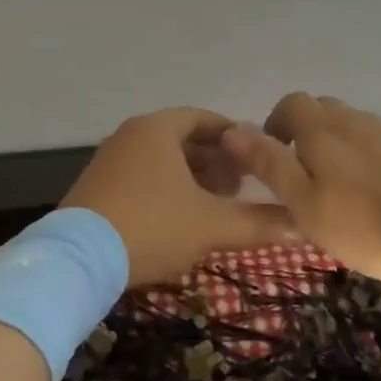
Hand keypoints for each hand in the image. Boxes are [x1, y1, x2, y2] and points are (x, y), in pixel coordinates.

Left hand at [63, 108, 293, 285]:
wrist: (76, 261)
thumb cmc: (151, 227)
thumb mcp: (211, 225)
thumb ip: (259, 223)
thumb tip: (304, 227)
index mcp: (156, 129)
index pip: (205, 119)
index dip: (235, 136)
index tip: (258, 155)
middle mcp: (130, 136)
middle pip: (183, 139)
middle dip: (216, 160)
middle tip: (243, 184)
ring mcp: (109, 162)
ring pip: (162, 161)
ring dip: (193, 177)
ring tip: (218, 202)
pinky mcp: (96, 188)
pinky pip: (142, 177)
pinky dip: (167, 188)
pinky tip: (182, 217)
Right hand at [223, 93, 380, 281]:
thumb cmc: (366, 221)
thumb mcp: (304, 202)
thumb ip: (269, 164)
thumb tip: (231, 129)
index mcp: (321, 129)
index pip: (291, 103)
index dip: (276, 124)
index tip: (274, 156)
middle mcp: (355, 120)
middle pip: (324, 110)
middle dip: (307, 132)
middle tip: (304, 174)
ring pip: (354, 127)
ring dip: (339, 147)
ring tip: (341, 189)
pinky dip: (370, 160)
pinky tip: (378, 195)